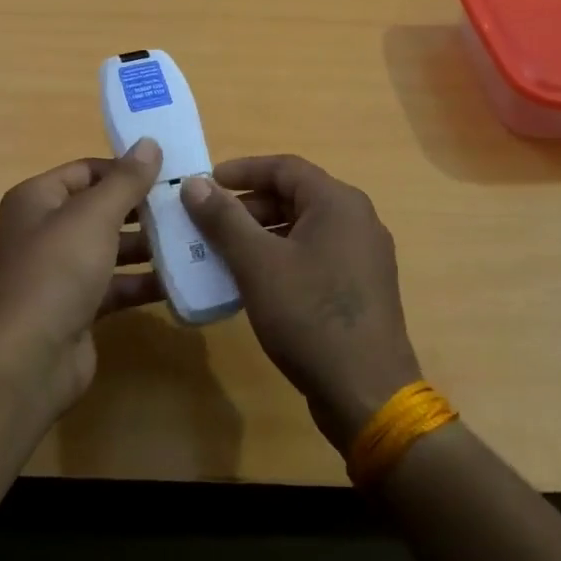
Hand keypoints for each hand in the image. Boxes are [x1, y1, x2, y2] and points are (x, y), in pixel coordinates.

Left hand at [0, 138, 163, 413]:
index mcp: (37, 199)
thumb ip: (125, 180)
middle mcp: (44, 230)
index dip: (125, 169)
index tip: (170, 171)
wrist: (30, 358)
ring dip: (148, 245)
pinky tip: (183, 279)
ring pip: (111, 248)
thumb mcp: (94, 216)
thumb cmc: (57, 271)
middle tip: (189, 205)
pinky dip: (143, 281)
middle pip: (100, 209)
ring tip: (195, 238)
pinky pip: (115, 284)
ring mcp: (60, 271)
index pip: (86, 171)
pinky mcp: (78, 306)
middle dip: (142, 208)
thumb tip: (149, 143)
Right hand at [183, 156, 421, 450]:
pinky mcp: (360, 288)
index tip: (204, 184)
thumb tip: (194, 183)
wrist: (366, 393)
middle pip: (294, 196)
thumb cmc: (309, 316)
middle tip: (208, 223)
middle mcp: (357, 220)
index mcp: (338, 203)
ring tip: (222, 252)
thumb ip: (224, 218)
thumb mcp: (257, 263)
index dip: (241, 170)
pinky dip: (280, 257)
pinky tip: (253, 281)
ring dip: (260, 234)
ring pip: (302, 228)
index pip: (284, 167)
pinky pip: (313, 255)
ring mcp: (363, 256)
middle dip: (247, 206)